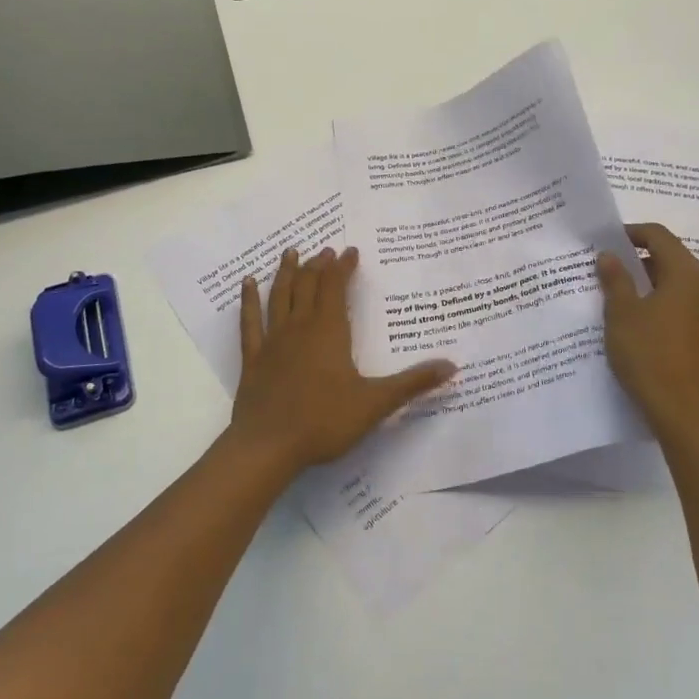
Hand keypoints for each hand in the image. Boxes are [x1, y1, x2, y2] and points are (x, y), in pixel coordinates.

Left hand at [232, 246, 456, 472]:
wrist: (269, 447)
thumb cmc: (324, 421)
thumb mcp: (375, 403)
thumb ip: (413, 383)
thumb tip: (452, 366)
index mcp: (329, 331)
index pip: (336, 287)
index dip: (343, 267)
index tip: (350, 251)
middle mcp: (300, 327)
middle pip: (308, 286)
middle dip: (318, 266)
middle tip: (325, 250)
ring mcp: (273, 341)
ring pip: (279, 296)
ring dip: (286, 272)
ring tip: (291, 252)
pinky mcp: (254, 359)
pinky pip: (249, 322)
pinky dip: (248, 300)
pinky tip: (246, 283)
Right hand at [596, 223, 698, 446]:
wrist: (688, 416)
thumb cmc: (650, 355)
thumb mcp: (622, 314)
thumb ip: (616, 279)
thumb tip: (610, 255)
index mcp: (688, 274)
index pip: (659, 236)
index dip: (633, 233)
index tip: (609, 241)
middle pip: (674, 260)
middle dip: (642, 262)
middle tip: (611, 272)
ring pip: (682, 288)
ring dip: (655, 287)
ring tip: (624, 301)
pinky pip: (689, 312)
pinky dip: (667, 309)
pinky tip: (646, 329)